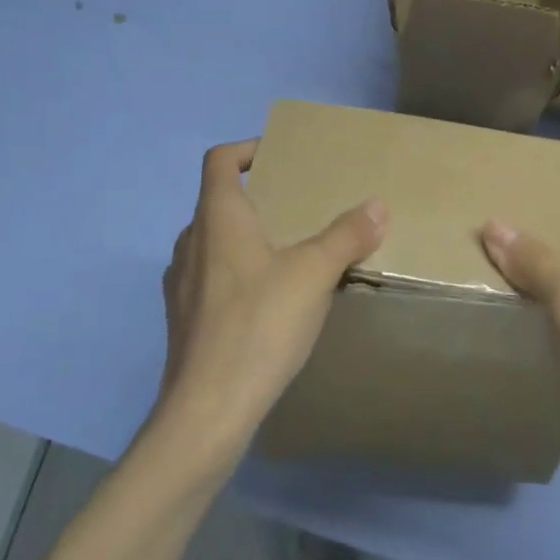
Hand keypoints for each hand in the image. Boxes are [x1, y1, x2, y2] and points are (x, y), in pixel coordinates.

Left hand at [158, 140, 387, 449]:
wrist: (207, 410)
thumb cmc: (259, 325)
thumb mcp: (313, 275)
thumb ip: (346, 236)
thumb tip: (377, 205)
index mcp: (217, 217)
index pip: (219, 159)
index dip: (247, 148)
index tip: (279, 157)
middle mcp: (191, 241)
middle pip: (219, 201)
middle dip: (258, 198)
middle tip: (299, 208)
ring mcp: (181, 282)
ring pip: (215, 242)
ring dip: (247, 238)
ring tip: (289, 254)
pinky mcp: (183, 318)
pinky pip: (212, 277)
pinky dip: (238, 273)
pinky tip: (268, 302)